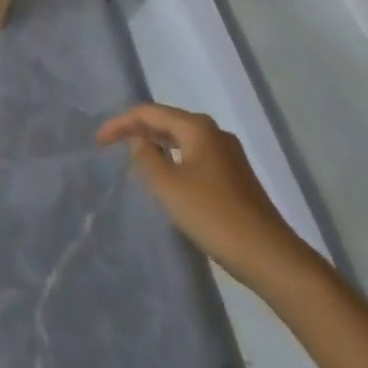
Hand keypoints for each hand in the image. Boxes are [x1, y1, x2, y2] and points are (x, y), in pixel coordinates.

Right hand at [98, 104, 310, 285]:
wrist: (269, 255)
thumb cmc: (213, 216)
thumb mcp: (169, 187)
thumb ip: (147, 157)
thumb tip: (139, 139)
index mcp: (197, 128)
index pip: (150, 112)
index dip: (121, 122)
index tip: (98, 141)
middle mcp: (214, 133)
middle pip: (167, 121)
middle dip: (138, 130)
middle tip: (110, 145)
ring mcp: (228, 155)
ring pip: (182, 140)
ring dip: (156, 145)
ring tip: (133, 159)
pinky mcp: (234, 176)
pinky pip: (194, 156)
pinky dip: (174, 160)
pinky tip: (166, 178)